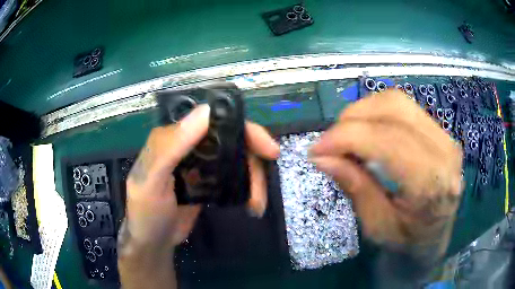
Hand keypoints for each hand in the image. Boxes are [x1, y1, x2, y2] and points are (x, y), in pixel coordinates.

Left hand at [120, 104, 279, 250]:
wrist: (152, 242)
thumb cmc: (145, 212)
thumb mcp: (150, 181)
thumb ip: (169, 146)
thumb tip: (205, 112)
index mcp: (174, 138)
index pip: (213, 120)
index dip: (242, 128)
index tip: (266, 148)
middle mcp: (190, 145)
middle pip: (232, 139)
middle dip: (254, 158)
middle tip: (265, 185)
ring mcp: (201, 164)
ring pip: (238, 158)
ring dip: (254, 178)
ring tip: (257, 204)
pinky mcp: (209, 182)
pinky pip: (235, 176)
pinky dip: (249, 187)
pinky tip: (252, 203)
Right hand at [310, 90, 462, 255]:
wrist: (435, 237)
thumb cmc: (407, 241)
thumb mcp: (376, 225)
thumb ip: (355, 187)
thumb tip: (322, 157)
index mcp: (432, 183)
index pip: (388, 140)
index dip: (347, 137)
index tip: (316, 149)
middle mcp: (445, 151)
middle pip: (394, 109)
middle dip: (352, 119)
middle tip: (330, 142)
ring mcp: (446, 137)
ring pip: (397, 101)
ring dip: (364, 112)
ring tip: (347, 135)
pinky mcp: (441, 132)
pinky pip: (404, 108)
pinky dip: (377, 113)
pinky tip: (368, 132)